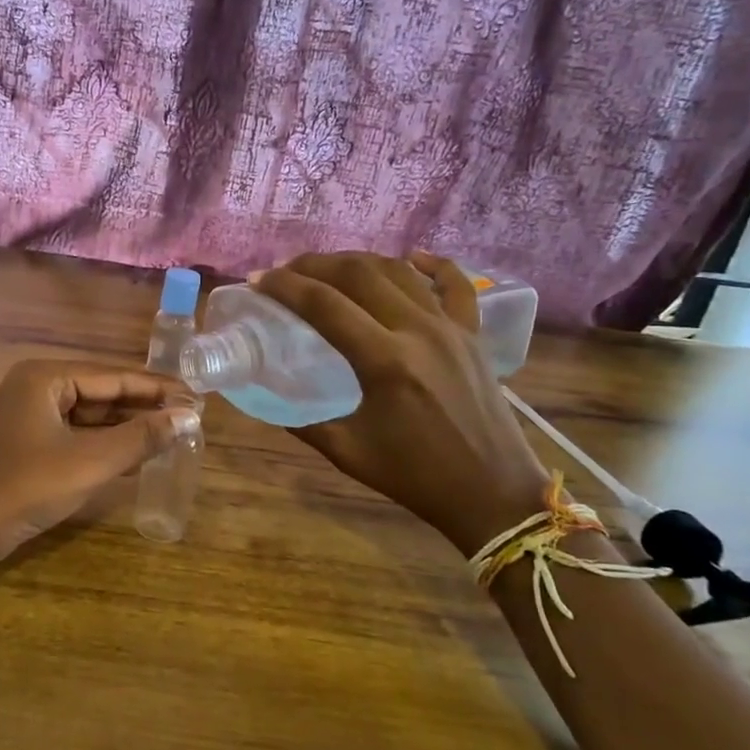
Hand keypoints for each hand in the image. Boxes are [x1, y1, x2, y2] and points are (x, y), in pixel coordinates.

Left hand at [0, 360, 198, 559]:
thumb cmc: (27, 487)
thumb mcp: (90, 461)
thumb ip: (140, 437)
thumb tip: (187, 417)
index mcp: (45, 377)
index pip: (113, 376)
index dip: (157, 388)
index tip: (196, 396)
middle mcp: (36, 388)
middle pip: (101, 393)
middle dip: (144, 407)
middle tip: (189, 417)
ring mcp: (29, 418)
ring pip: (89, 417)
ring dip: (127, 428)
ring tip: (172, 434)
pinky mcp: (28, 446)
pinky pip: (75, 436)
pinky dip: (105, 445)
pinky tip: (137, 455)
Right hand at [253, 252, 550, 557]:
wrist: (492, 493)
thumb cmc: (416, 477)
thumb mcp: (348, 452)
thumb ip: (303, 422)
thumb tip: (267, 397)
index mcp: (384, 361)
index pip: (323, 304)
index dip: (284, 286)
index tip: (258, 280)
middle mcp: (418, 331)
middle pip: (358, 274)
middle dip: (314, 264)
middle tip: (285, 270)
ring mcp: (451, 327)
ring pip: (398, 271)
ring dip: (357, 261)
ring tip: (328, 267)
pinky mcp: (473, 334)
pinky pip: (455, 284)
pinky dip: (431, 264)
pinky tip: (410, 257)